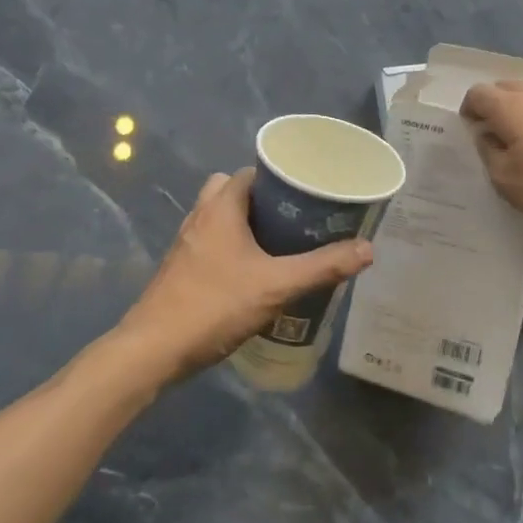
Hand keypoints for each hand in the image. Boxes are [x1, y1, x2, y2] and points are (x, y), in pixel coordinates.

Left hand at [112, 169, 373, 383]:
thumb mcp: (276, 286)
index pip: (252, 173)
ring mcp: (186, 243)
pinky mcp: (181, 269)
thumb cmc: (215, 304)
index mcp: (220, 206)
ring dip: (247, 227)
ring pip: (221, 220)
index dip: (280, 179)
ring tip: (281, 247)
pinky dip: (233, 249)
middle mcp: (200, 216)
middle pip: (234, 192)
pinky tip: (254, 275)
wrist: (154, 349)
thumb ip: (322, 267)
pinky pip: (212, 244)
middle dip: (264, 203)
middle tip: (296, 221)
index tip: (308, 194)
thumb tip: (368, 249)